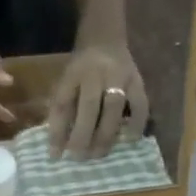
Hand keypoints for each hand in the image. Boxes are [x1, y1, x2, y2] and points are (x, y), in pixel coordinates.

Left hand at [47, 45, 147, 159]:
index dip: (57, 131)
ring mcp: (119, 76)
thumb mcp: (65, 80)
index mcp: (72, 73)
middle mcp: (95, 73)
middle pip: (88, 106)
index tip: (54, 155)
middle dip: (82, 136)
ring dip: (105, 134)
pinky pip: (140, 104)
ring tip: (99, 154)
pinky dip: (137, 123)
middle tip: (78, 159)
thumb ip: (62, 107)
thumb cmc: (81, 67)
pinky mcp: (138, 80)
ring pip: (113, 107)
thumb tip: (58, 145)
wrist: (105, 37)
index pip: (62, 103)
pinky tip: (130, 140)